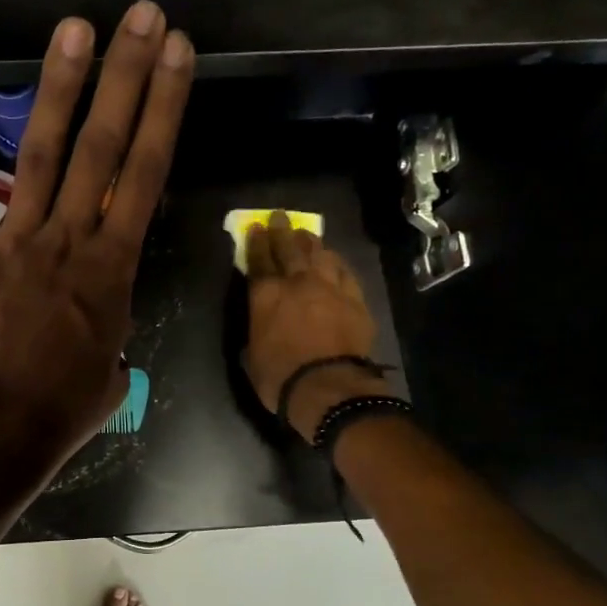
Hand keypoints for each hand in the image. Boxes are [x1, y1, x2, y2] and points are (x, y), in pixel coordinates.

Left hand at [0, 2, 193, 491]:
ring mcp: (16, 242)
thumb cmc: (64, 409)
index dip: (164, 108)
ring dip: (58, 90)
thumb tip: (96, 323)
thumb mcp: (110, 370)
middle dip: (124, 77)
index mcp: (113, 268)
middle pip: (101, 146)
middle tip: (139, 16)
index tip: (177, 54)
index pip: (147, 172)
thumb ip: (108, 330)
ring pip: (41, 156)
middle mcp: (68, 239)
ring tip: (73, 31)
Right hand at [242, 213, 388, 439]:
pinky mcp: (355, 299)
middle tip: (280, 218)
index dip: (256, 242)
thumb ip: (254, 332)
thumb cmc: (280, 377)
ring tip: (307, 235)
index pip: (258, 260)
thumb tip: (258, 326)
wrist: (329, 387)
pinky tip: (334, 259)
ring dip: (311, 243)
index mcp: (265, 295)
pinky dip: (336, 263)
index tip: (256, 228)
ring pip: (320, 255)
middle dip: (283, 231)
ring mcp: (330, 288)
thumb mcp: (251, 356)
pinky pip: (345, 272)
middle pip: (290, 249)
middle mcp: (297, 283)